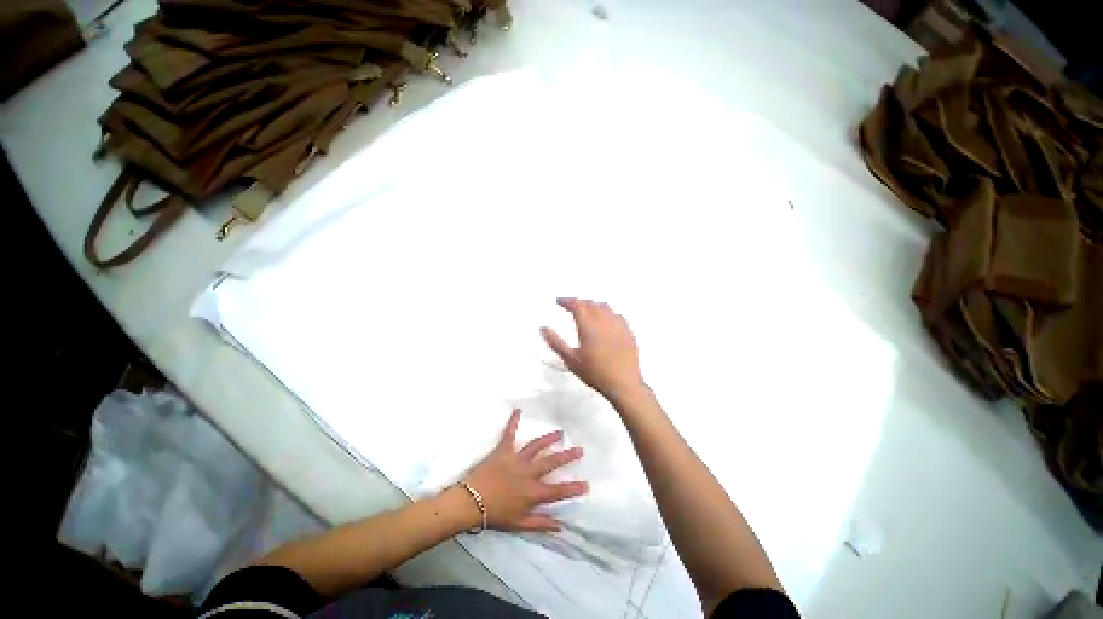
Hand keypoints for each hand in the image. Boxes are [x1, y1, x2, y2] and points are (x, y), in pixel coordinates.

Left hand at [464, 409, 587, 531]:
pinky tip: (518, 410)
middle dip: (567, 456)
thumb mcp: (519, 524)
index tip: (586, 484)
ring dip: (549, 438)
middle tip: (579, 449)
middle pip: (551, 462)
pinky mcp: (503, 450)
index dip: (573, 488)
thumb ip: (540, 524)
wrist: (470, 502)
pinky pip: (509, 433)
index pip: (558, 491)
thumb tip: (560, 527)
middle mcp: (528, 473)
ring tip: (559, 432)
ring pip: (536, 446)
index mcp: (532, 492)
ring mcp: (516, 459)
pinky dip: (513, 421)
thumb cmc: (495, 514)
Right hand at [541, 297, 645, 401]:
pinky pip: (617, 316)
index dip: (567, 301)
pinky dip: (608, 314)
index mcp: (589, 326)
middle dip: (579, 303)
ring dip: (593, 306)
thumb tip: (543, 328)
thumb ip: (556, 343)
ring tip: (587, 311)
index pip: (577, 305)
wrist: (623, 384)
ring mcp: (619, 326)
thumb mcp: (571, 360)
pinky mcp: (629, 332)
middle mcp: (604, 321)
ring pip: (605, 307)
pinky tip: (607, 321)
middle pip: (590, 304)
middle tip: (570, 307)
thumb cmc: (594, 373)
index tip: (559, 301)